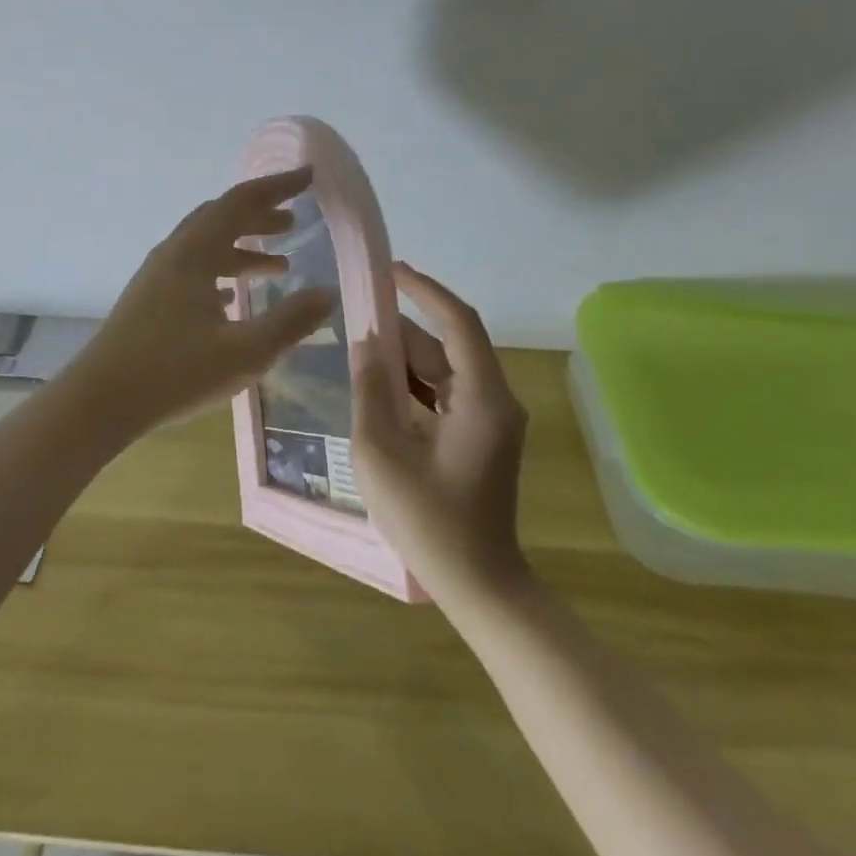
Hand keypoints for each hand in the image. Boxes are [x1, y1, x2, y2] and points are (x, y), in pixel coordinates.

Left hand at [72, 167, 336, 433]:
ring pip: (206, 246)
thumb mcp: (245, 351)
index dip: (278, 186)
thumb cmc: (175, 373)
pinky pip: (193, 270)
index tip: (308, 176)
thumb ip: (291, 321)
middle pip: (221, 218)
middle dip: (259, 215)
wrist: (100, 401)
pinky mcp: (149, 300)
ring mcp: (157, 276)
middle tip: (293, 220)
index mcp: (194, 253)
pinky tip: (235, 299)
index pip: (241, 202)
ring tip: (280, 265)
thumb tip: (328, 293)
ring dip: (243, 247)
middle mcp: (174, 254)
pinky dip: (222, 272)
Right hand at [352, 263, 530, 606]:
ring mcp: (491, 420)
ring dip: (406, 357)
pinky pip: (446, 394)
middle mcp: (496, 400)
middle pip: (449, 346)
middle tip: (359, 310)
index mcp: (483, 398)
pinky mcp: (481, 437)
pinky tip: (379, 385)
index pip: (458, 323)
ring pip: (446, 369)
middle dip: (406, 326)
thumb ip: (371, 390)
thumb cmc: (428, 521)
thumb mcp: (382, 452)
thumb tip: (364, 342)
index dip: (425, 291)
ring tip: (360, 344)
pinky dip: (415, 384)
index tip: (390, 271)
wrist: (478, 584)